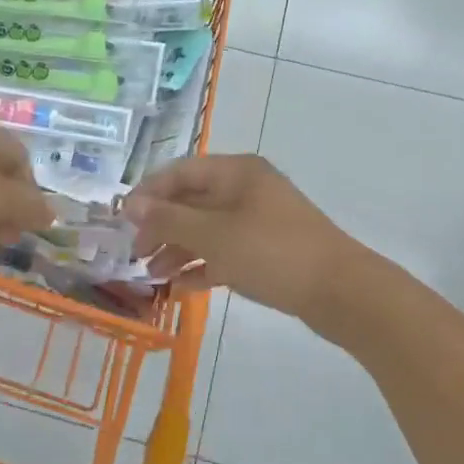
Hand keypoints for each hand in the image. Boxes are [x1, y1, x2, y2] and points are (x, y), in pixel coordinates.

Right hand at [122, 154, 357, 318]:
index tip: (123, 221)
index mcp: (236, 172)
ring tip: (153, 275)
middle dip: (161, 226)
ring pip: (206, 229)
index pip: (180, 172)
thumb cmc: (272, 252)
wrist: (340, 291)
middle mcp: (246, 190)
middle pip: (192, 201)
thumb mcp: (213, 235)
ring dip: (178, 249)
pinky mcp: (266, 250)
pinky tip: (180, 287)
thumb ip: (169, 219)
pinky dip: (202, 265)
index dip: (149, 193)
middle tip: (136, 253)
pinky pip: (224, 252)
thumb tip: (131, 205)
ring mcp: (258, 221)